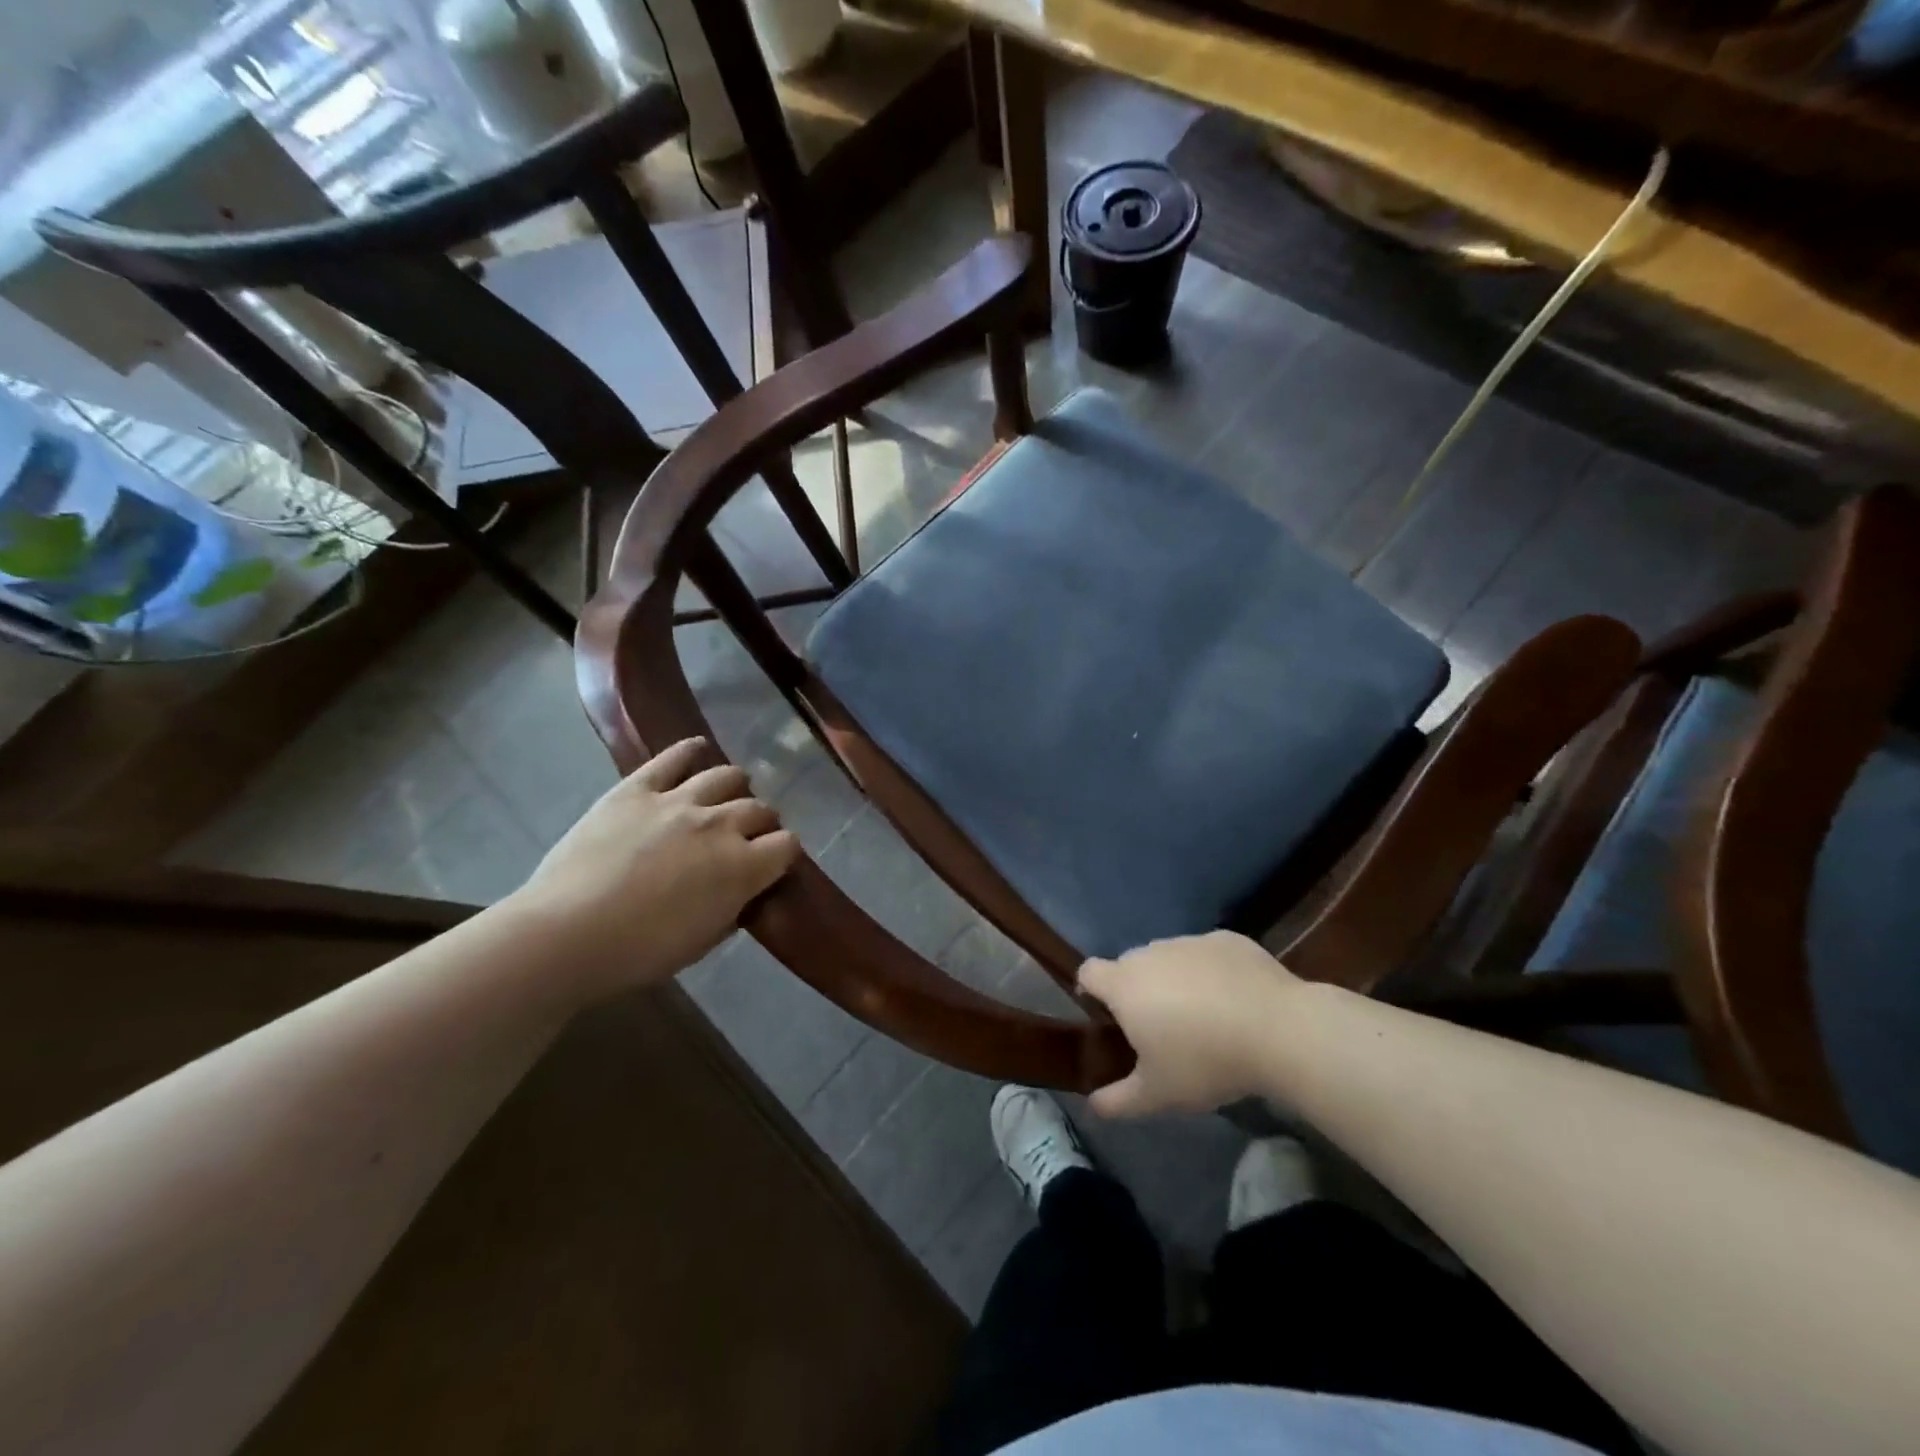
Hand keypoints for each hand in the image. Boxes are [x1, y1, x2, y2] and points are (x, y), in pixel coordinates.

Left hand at [509, 738, 800, 1000]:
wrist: (566, 935)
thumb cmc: (639, 952)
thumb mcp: (703, 941)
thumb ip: (733, 908)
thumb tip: (744, 892)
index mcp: (742, 867)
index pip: (787, 845)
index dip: (782, 854)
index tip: (771, 864)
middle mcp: (720, 825)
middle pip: (760, 809)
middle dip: (761, 822)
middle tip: (745, 836)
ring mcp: (678, 802)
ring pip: (727, 777)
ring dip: (735, 787)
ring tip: (727, 795)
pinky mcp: (637, 790)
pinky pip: (673, 758)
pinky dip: (690, 750)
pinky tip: (697, 750)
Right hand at [1078, 932, 1300, 1117]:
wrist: (1278, 1030)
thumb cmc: (1205, 1061)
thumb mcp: (1157, 1094)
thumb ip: (1118, 1100)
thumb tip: (1093, 1104)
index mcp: (1124, 985)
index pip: (1089, 972)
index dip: (1091, 991)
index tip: (1108, 1018)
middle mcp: (1150, 953)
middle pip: (1130, 966)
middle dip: (1138, 991)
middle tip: (1160, 1029)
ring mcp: (1190, 941)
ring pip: (1169, 958)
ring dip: (1174, 981)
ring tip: (1203, 1018)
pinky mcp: (1226, 939)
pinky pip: (1206, 954)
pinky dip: (1211, 972)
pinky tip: (1236, 1002)